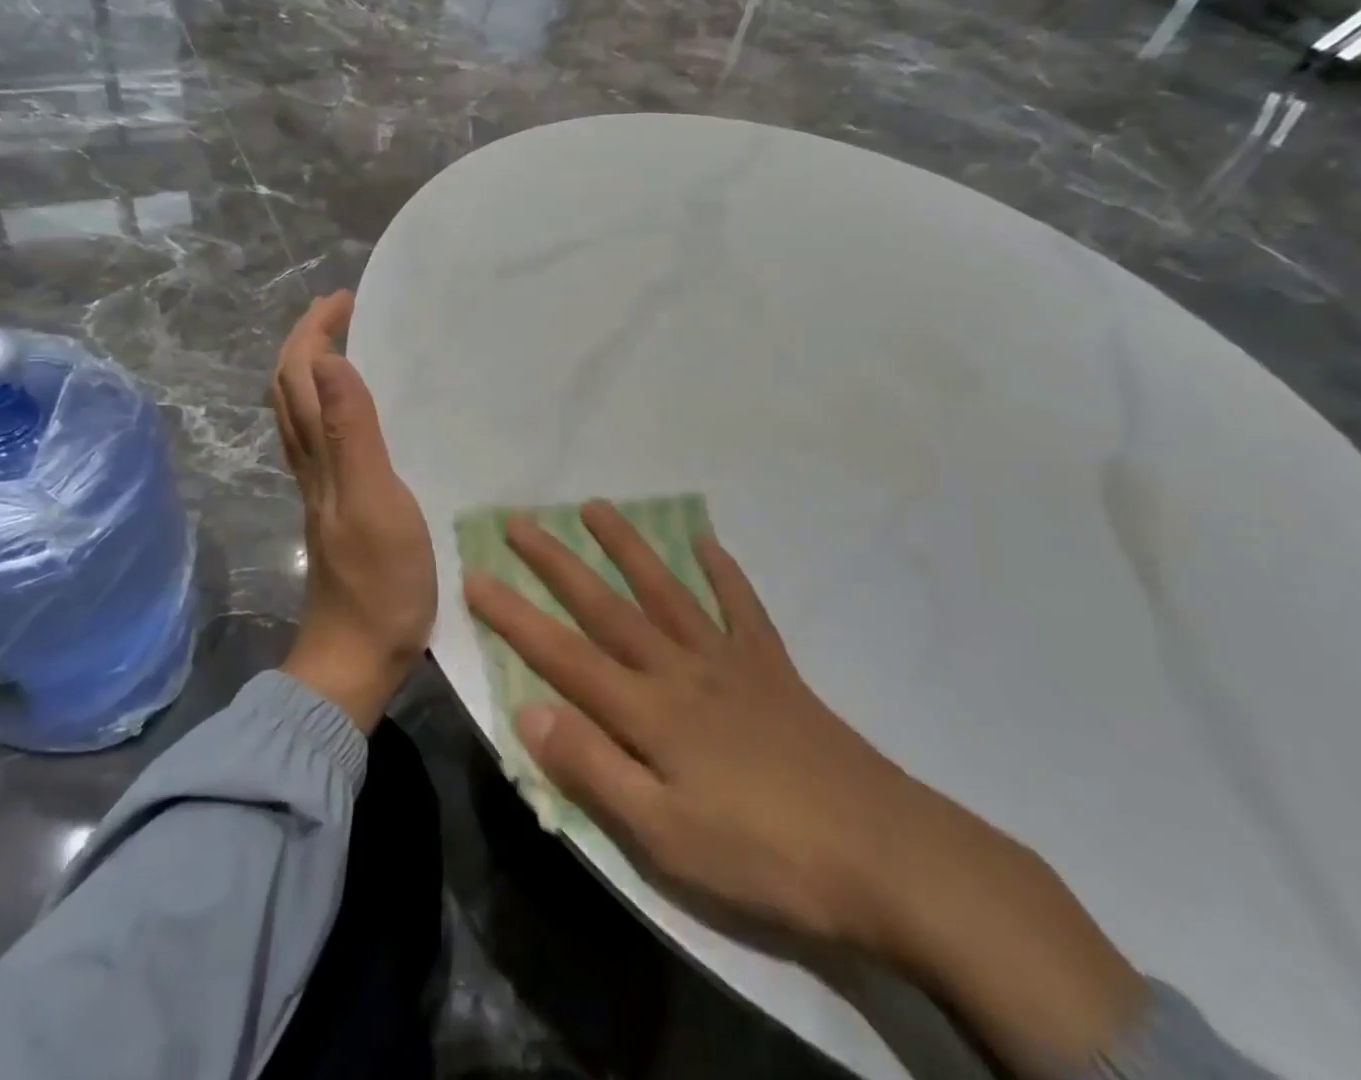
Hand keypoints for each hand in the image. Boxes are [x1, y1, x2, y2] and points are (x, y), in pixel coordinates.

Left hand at [272, 291, 434, 731]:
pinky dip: (329, 404)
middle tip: (343, 310)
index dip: (315, 332)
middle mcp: (310, 463)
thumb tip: (333, 361)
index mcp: (320, 455)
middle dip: (307, 340)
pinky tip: (354, 411)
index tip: (345, 299)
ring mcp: (320, 486)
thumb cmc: (379, 582)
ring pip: (301, 413)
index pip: (301, 377)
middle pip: (291, 389)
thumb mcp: (376, 503)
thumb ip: (354, 435)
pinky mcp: (334, 506)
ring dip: (313, 369)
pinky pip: (321, 438)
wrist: (357, 654)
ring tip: (346, 345)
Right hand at [463, 501, 929, 948]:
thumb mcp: (664, 835)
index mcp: (647, 711)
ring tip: (596, 506)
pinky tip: (706, 542)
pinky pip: (741, 607)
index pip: (562, 654)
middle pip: (606, 606)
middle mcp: (679, 669)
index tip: (475, 574)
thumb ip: (593, 768)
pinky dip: (722, 572)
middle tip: (520, 520)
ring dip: (627, 546)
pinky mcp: (771, 668)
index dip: (514, 615)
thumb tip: (528, 709)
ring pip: (665, 590)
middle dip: (556, 562)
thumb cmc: (763, 855)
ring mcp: (728, 661)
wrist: (884, 855)